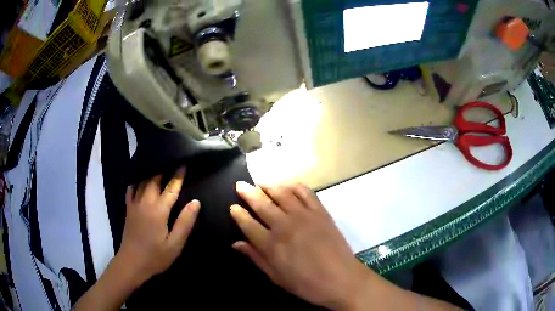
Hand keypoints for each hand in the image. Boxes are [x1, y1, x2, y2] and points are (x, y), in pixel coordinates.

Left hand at [118, 167, 200, 284]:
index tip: (183, 164)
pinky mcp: (128, 209)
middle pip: (154, 179)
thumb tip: (195, 202)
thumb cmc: (156, 256)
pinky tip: (139, 178)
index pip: (171, 189)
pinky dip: (136, 181)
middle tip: (170, 160)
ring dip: (150, 172)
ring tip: (157, 165)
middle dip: (163, 168)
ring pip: (142, 182)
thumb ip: (185, 222)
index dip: (178, 176)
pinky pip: (131, 189)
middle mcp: (145, 202)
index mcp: (159, 211)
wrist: (132, 263)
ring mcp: (134, 204)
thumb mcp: (175, 244)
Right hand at [230, 182, 370, 309]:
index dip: (238, 213)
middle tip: (240, 184)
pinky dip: (294, 186)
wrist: (340, 279)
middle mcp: (284, 225)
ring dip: (269, 185)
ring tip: (260, 182)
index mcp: (271, 244)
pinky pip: (305, 193)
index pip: (248, 223)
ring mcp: (303, 215)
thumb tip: (236, 244)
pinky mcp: (320, 211)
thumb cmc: (305, 283)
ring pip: (282, 193)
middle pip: (261, 203)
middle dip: (248, 192)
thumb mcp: (276, 276)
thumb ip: (255, 257)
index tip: (233, 207)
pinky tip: (287, 184)